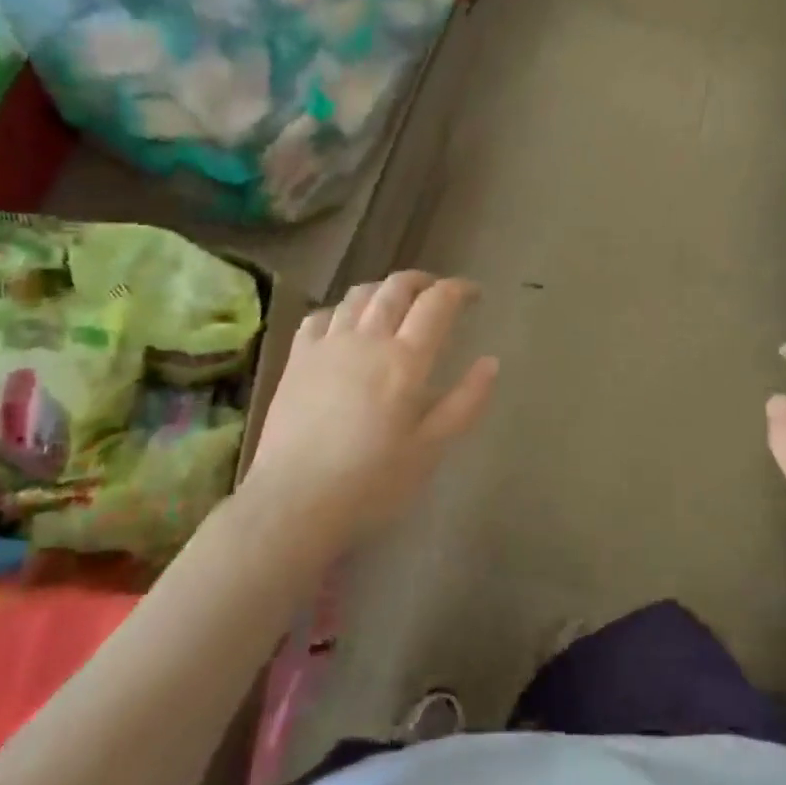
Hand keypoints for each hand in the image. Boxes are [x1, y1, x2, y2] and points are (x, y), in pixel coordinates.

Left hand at [241, 272, 498, 556]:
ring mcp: (326, 345)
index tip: (473, 293)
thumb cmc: (373, 482)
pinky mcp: (296, 359)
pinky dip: (341, 309)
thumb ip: (465, 402)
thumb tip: (491, 362)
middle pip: (396, 288)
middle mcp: (367, 339)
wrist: (294, 503)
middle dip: (423, 281)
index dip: (458, 290)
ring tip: (396, 301)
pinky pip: (320, 316)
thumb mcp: (431, 449)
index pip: (437, 303)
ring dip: (384, 289)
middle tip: (438, 291)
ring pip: (358, 295)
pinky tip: (345, 323)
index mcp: (405, 360)